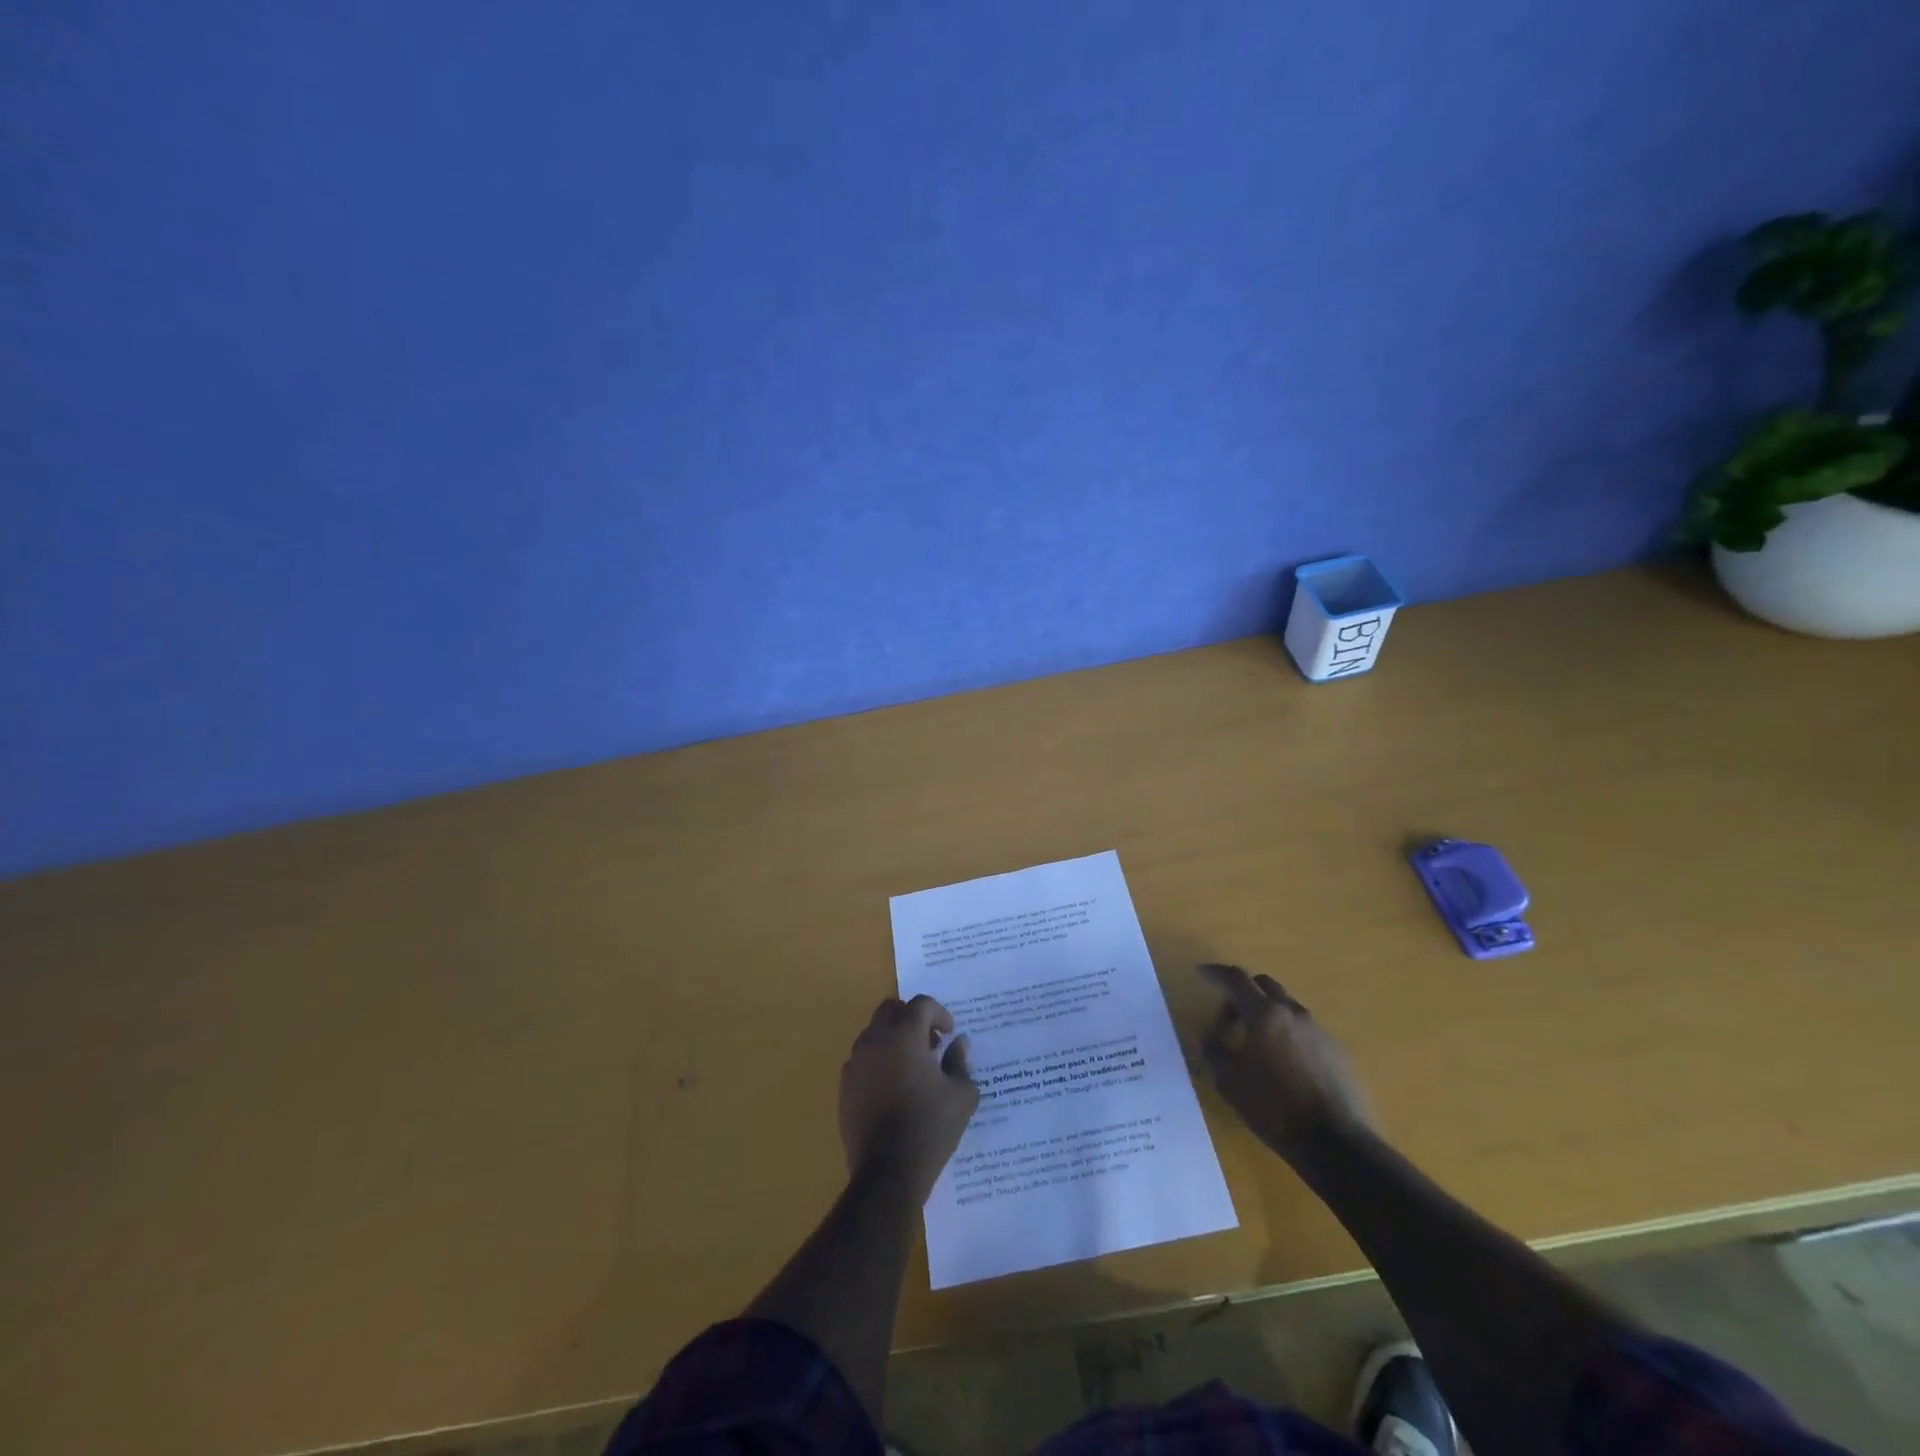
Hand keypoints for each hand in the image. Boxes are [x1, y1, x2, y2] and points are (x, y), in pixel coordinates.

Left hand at [839, 995, 979, 1203]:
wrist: (888, 1172)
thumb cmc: (930, 1127)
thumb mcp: (961, 1095)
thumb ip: (960, 1062)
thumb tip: (959, 1044)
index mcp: (904, 1035)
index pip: (921, 1005)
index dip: (939, 1013)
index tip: (949, 1033)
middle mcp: (875, 1040)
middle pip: (891, 1010)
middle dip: (912, 1018)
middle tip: (930, 1042)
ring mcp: (856, 1063)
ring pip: (874, 1033)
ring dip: (893, 1039)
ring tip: (912, 1067)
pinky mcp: (845, 1086)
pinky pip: (863, 1059)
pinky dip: (879, 1061)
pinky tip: (893, 1088)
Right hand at [1198, 964, 1372, 1162]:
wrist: (1337, 1145)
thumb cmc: (1274, 1108)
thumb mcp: (1228, 1080)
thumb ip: (1213, 1049)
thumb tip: (1210, 1035)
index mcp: (1264, 1014)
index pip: (1236, 978)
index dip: (1216, 973)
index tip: (1201, 973)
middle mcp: (1293, 1013)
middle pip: (1264, 985)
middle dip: (1243, 993)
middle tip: (1229, 1018)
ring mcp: (1319, 1031)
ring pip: (1286, 1008)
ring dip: (1267, 1016)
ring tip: (1256, 1047)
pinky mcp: (1337, 1052)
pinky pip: (1305, 1031)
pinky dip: (1287, 1035)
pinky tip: (1284, 1066)